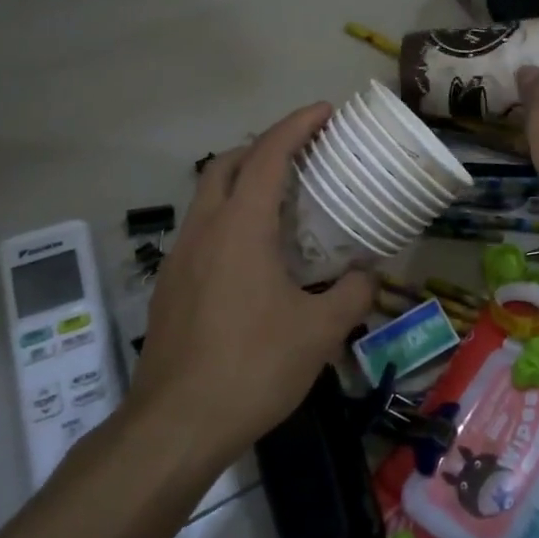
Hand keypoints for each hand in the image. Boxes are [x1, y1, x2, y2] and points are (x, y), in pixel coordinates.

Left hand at [129, 104, 373, 466]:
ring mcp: (180, 258)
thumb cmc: (252, 368)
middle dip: (263, 146)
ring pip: (208, 197)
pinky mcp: (170, 286)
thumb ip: (351, 294)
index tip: (325, 111)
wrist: (175, 425)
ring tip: (284, 200)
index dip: (296, 126)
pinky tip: (256, 255)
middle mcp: (204, 231)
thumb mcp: (319, 332)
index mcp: (240, 228)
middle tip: (303, 154)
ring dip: (242, 182)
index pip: (267, 156)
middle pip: (226, 164)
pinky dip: (230, 218)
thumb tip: (368, 276)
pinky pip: (202, 231)